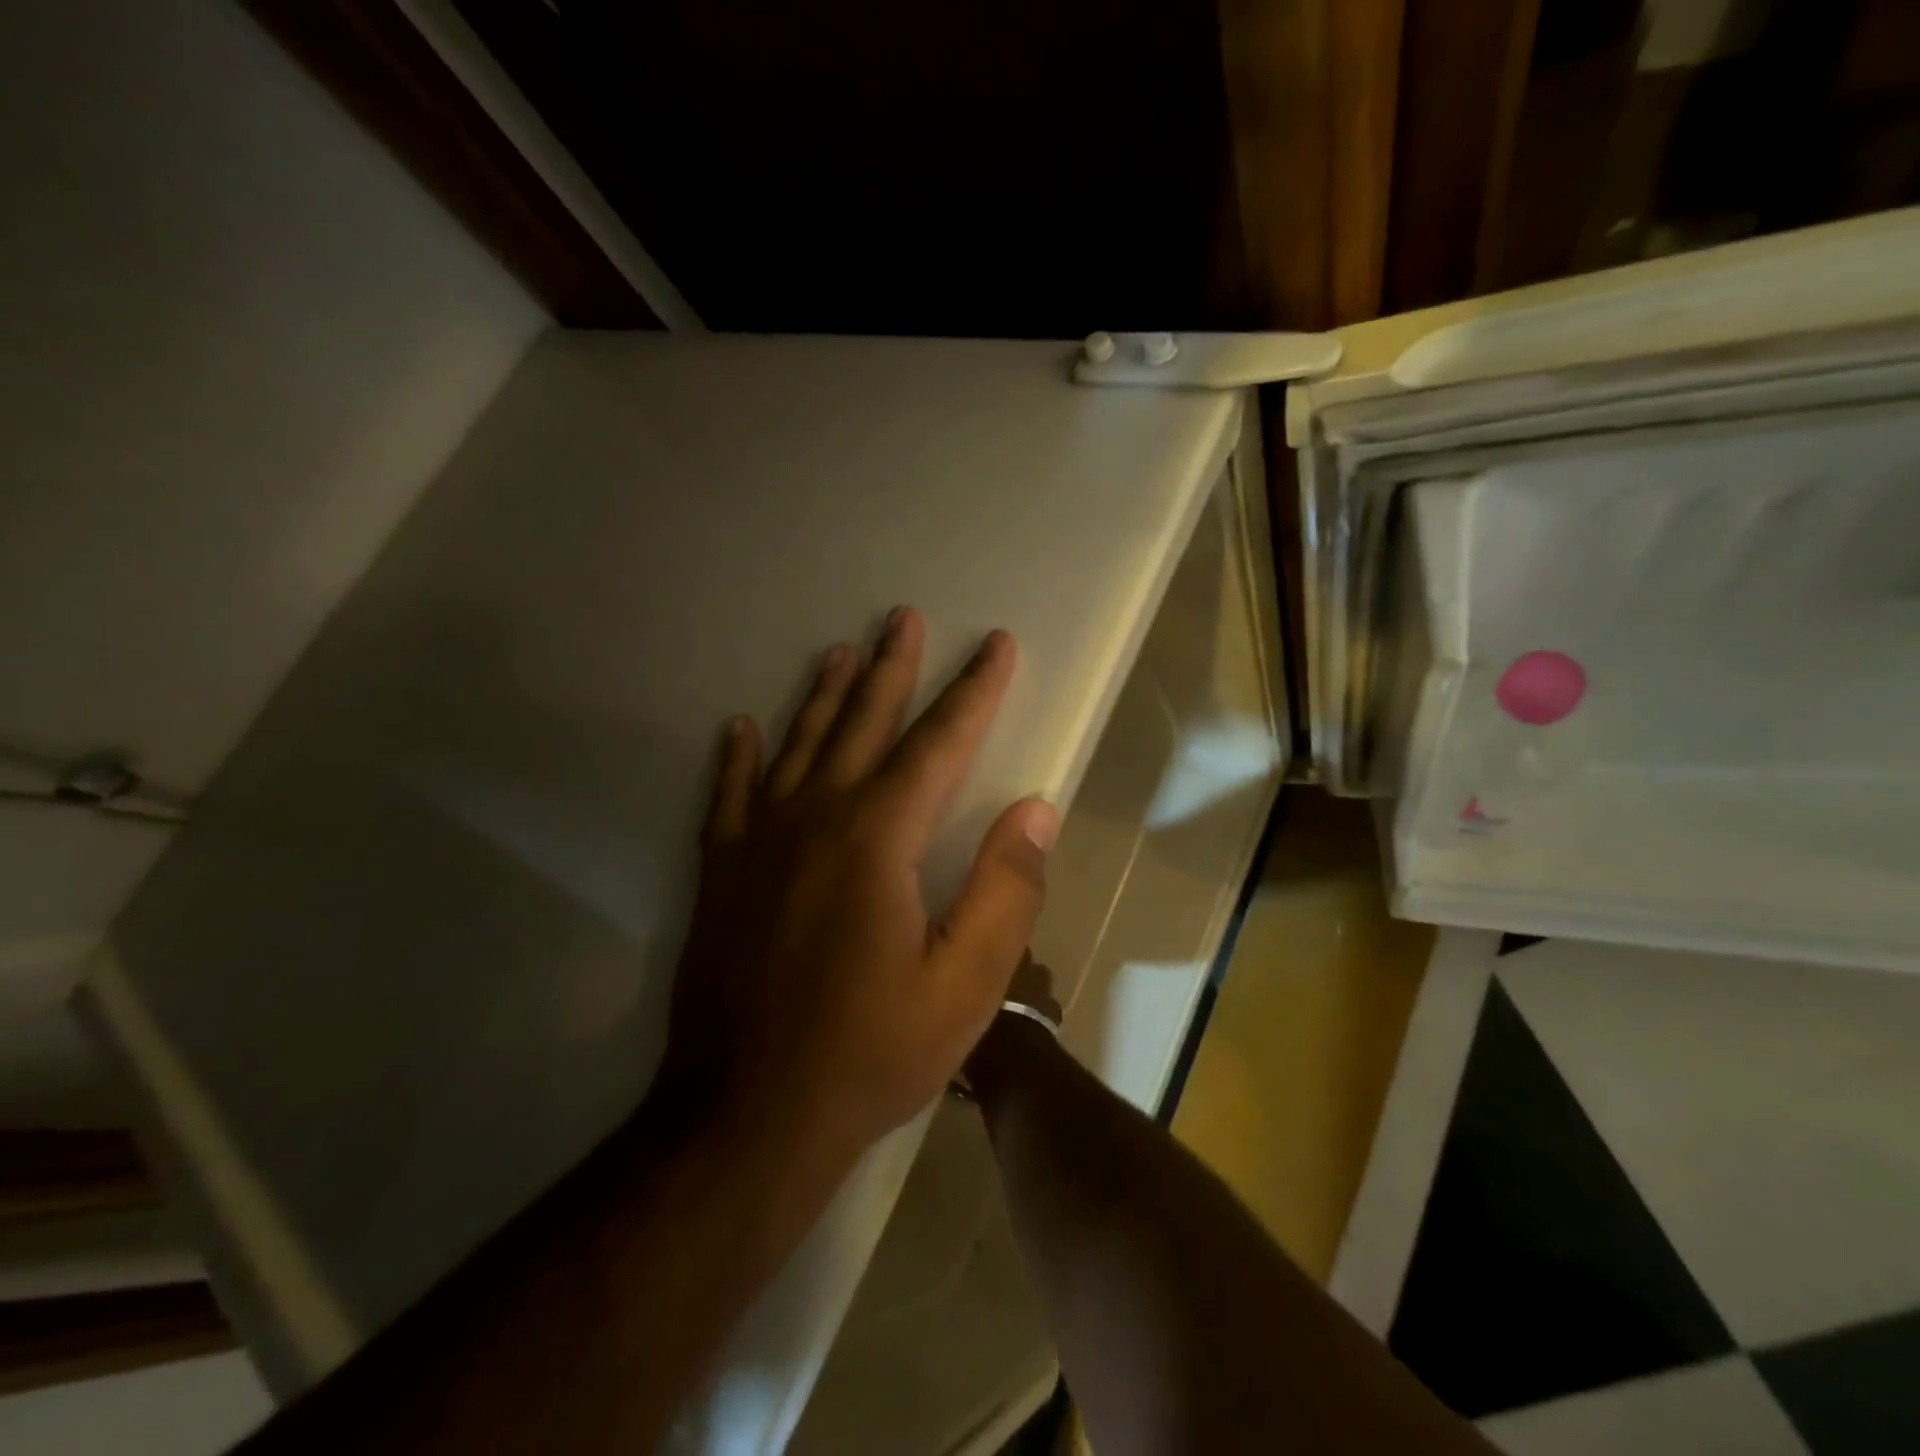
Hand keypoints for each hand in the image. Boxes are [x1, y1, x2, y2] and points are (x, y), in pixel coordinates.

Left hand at [659, 607, 1059, 1167]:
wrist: (745, 1116)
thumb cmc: (868, 1053)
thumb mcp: (963, 985)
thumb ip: (1005, 890)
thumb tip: (1036, 809)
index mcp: (878, 839)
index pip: (938, 743)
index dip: (974, 692)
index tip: (996, 645)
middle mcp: (815, 818)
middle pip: (862, 723)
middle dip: (891, 668)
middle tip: (902, 616)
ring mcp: (758, 842)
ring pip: (797, 745)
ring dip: (822, 694)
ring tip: (838, 650)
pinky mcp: (719, 873)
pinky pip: (729, 796)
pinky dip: (738, 758)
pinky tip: (740, 727)